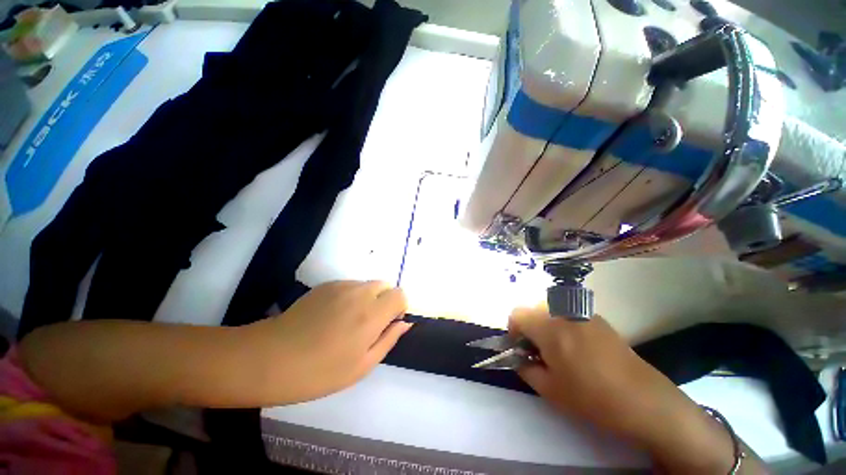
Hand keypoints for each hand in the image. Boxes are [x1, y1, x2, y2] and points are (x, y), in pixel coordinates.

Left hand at [247, 280, 410, 403]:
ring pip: (367, 285)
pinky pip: (350, 285)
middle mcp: (360, 293)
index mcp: (372, 313)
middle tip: (369, 324)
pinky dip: (351, 296)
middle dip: (385, 300)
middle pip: (385, 285)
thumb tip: (404, 323)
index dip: (399, 307)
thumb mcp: (362, 365)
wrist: (271, 358)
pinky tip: (332, 316)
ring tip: (348, 322)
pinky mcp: (326, 285)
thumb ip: (389, 339)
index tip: (388, 323)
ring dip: (368, 298)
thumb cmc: (320, 371)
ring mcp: (341, 286)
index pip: (400, 294)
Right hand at [509, 309, 751, 473]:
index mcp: (549, 327)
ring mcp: (583, 314)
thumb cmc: (592, 398)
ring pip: (550, 312)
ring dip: (546, 327)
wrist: (645, 401)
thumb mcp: (550, 390)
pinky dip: (563, 327)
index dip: (512, 330)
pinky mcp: (598, 319)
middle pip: (533, 310)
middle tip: (539, 353)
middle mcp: (564, 313)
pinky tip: (578, 350)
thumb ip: (525, 369)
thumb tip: (518, 358)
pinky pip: (569, 315)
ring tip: (559, 353)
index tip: (520, 350)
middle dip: (529, 329)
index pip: (516, 314)